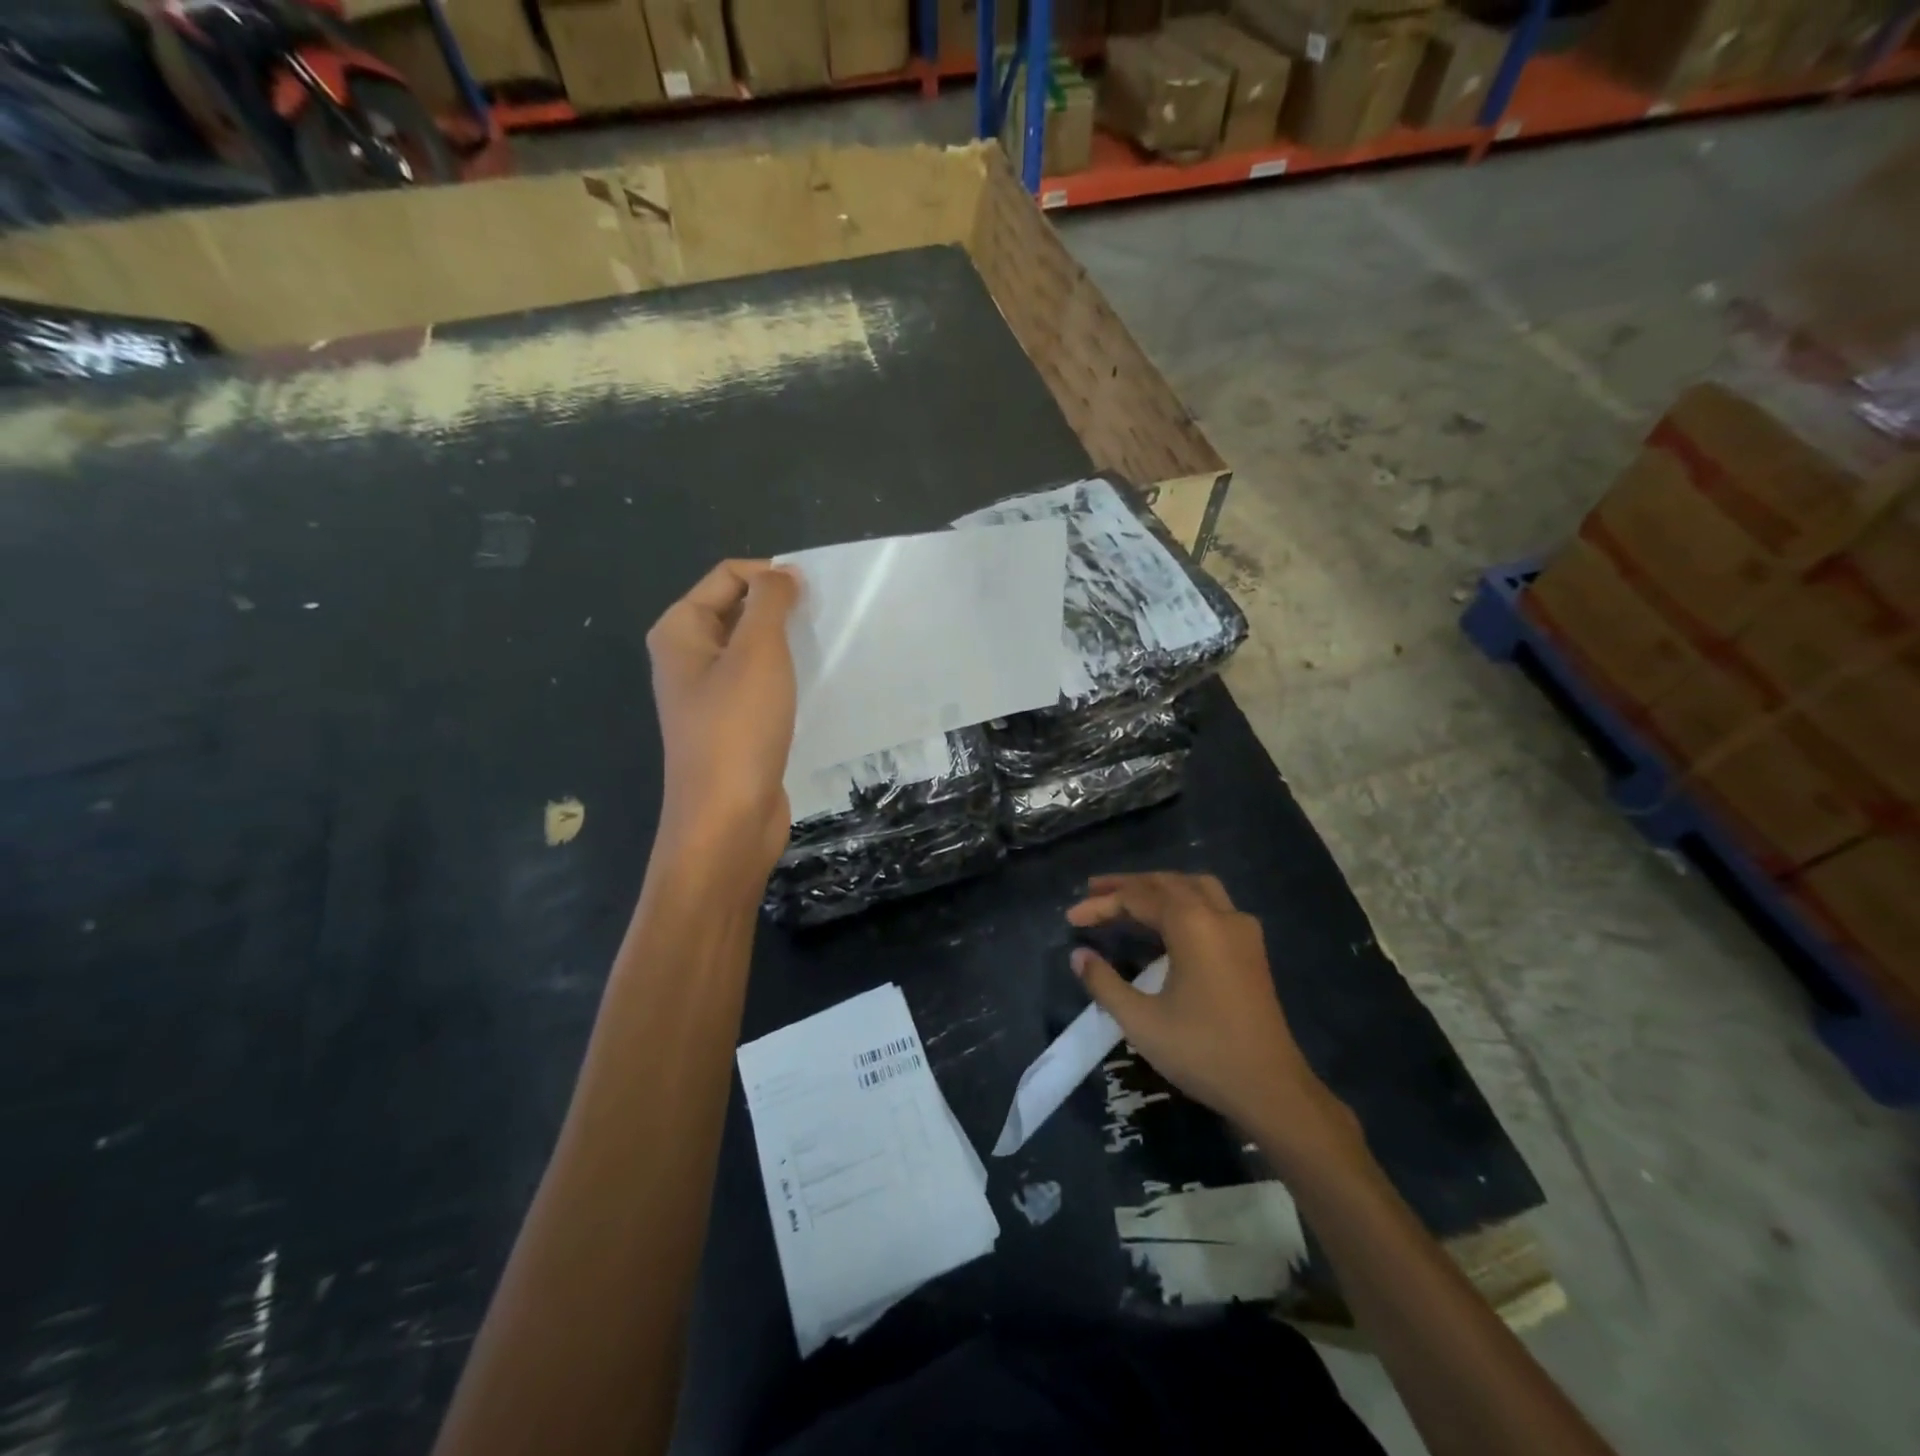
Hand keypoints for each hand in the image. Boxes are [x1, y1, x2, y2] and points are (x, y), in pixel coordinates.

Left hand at [646, 560, 800, 875]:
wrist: (727, 818)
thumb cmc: (738, 728)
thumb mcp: (757, 653)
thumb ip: (770, 603)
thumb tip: (783, 574)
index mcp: (680, 631)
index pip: (727, 577)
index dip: (770, 576)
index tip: (814, 594)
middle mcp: (687, 658)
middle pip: (737, 611)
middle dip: (779, 609)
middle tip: (823, 621)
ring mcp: (709, 696)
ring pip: (752, 651)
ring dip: (786, 645)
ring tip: (824, 650)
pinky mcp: (732, 726)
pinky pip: (761, 686)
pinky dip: (786, 679)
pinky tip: (814, 687)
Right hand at [1067, 873, 1359, 1162]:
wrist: (1271, 1088)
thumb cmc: (1202, 1051)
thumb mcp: (1141, 1020)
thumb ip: (1104, 982)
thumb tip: (1078, 955)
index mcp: (1192, 924)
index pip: (1137, 898)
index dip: (1101, 904)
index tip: (1071, 918)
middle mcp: (1219, 915)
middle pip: (1166, 883)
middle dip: (1127, 886)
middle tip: (1093, 892)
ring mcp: (1241, 929)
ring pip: (1194, 887)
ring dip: (1158, 887)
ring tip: (1128, 897)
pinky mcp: (1251, 949)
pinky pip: (1212, 905)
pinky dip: (1183, 901)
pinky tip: (1167, 922)